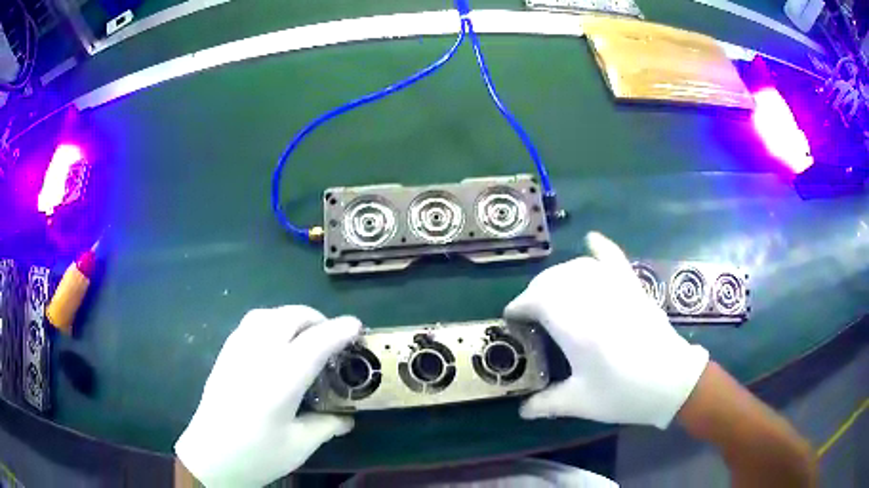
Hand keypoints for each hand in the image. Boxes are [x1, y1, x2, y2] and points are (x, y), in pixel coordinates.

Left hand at [175, 306, 361, 486]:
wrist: (210, 456)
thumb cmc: (257, 455)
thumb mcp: (299, 446)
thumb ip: (326, 426)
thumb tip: (348, 419)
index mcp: (280, 380)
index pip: (315, 343)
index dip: (339, 330)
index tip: (357, 326)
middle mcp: (258, 356)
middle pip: (290, 317)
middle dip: (316, 318)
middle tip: (332, 336)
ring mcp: (237, 351)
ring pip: (267, 314)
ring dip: (292, 316)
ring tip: (304, 335)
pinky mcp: (224, 354)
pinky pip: (250, 323)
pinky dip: (271, 321)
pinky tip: (274, 342)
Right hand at [505, 232, 708, 428]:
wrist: (671, 382)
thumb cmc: (624, 394)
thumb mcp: (581, 403)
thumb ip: (546, 404)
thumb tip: (521, 410)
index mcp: (578, 328)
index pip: (538, 301)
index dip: (520, 306)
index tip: (511, 318)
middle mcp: (594, 300)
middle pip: (554, 281)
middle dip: (535, 292)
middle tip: (531, 313)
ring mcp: (617, 289)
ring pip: (578, 268)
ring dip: (558, 276)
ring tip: (552, 293)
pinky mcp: (633, 288)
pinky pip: (615, 259)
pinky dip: (601, 248)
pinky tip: (591, 240)